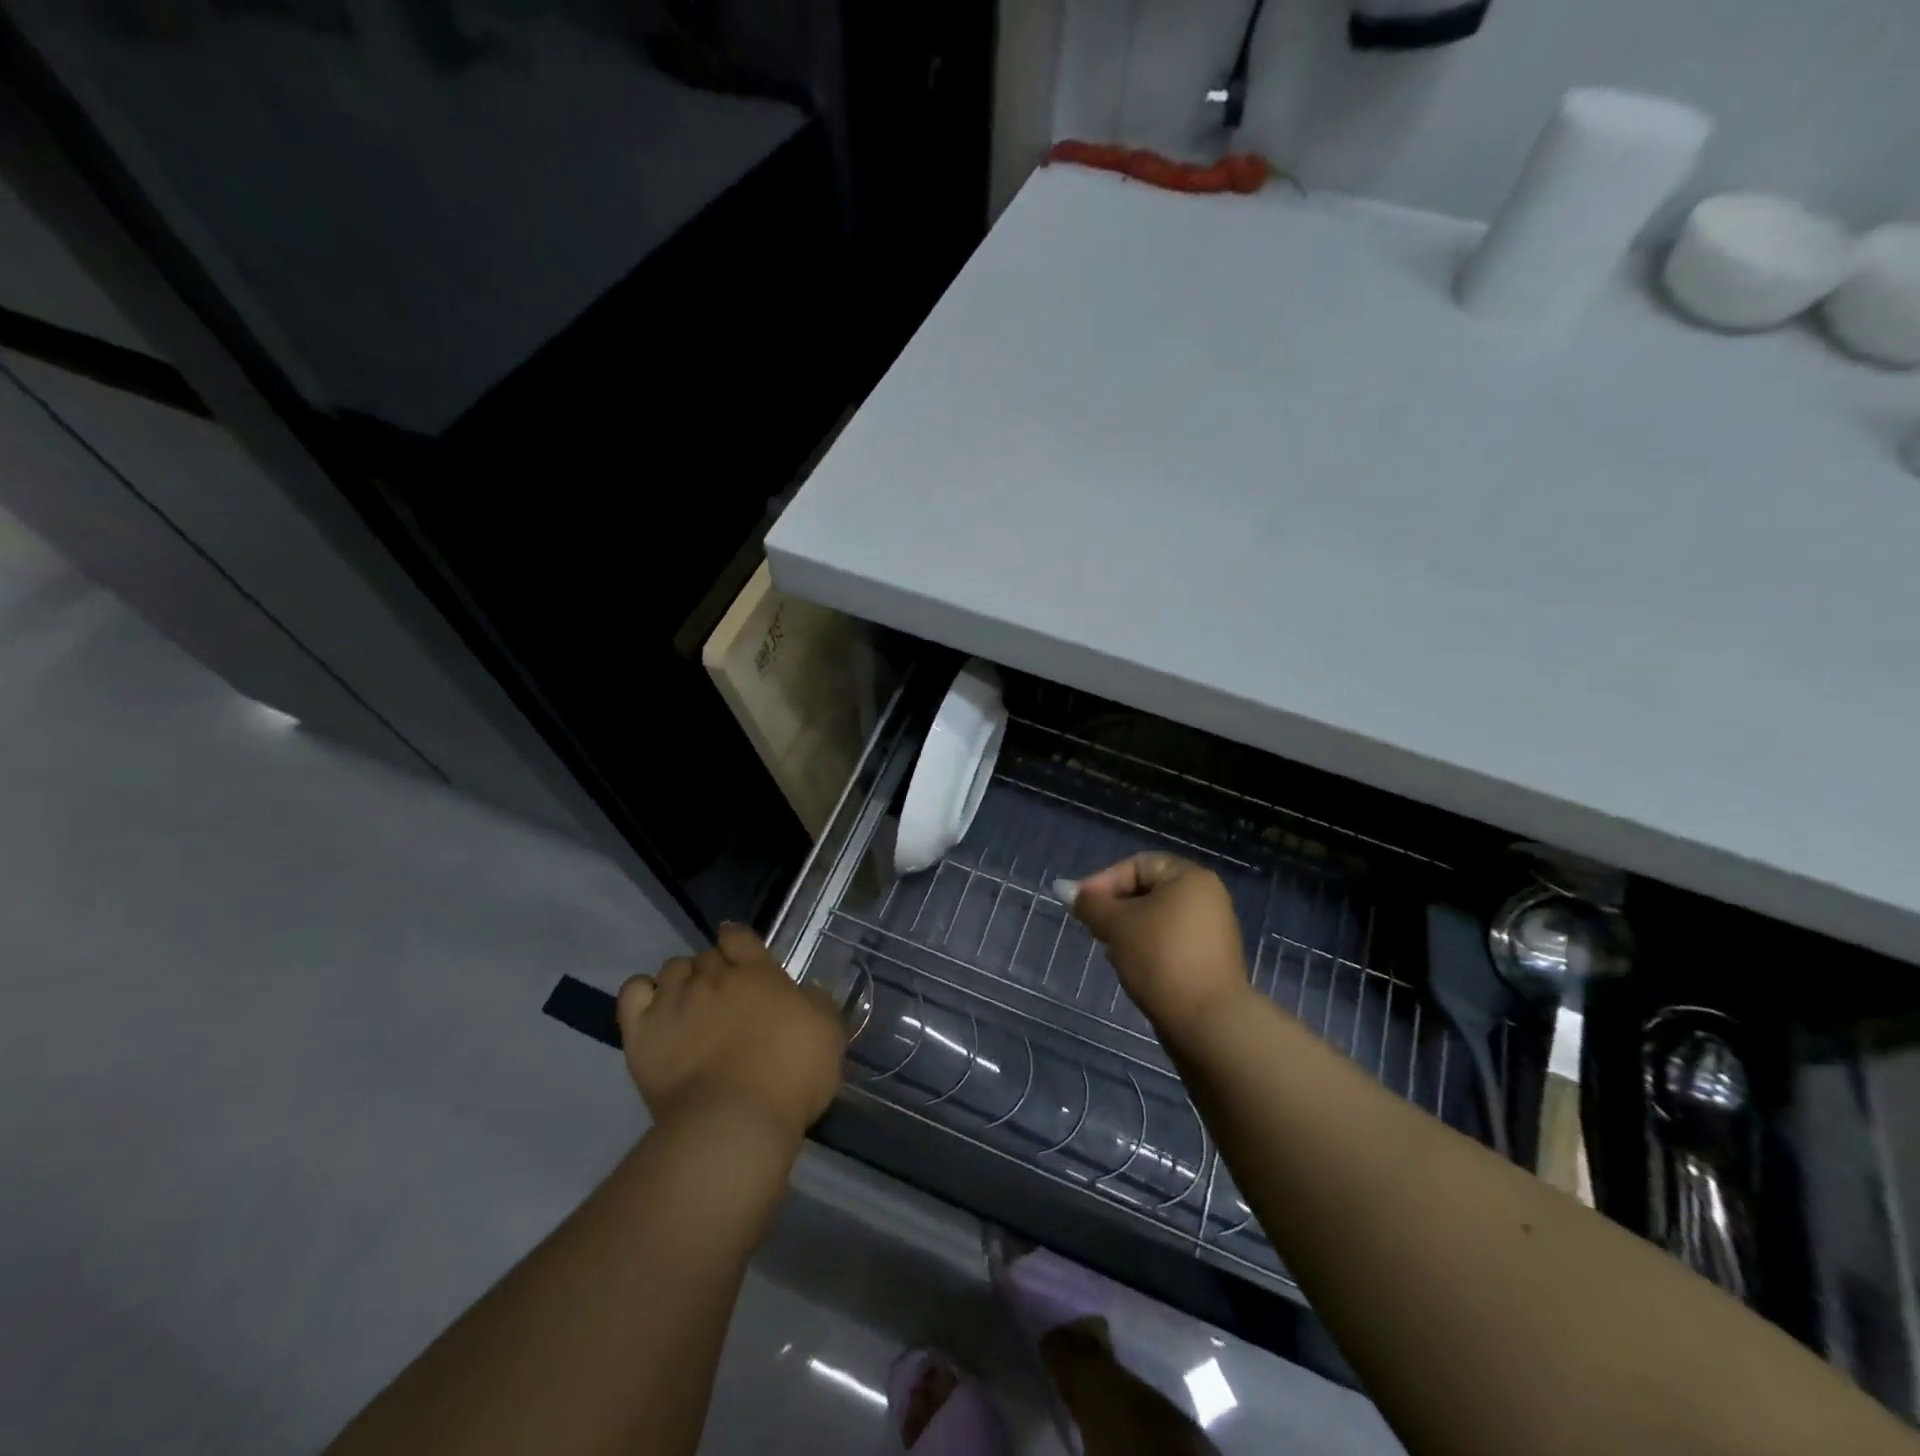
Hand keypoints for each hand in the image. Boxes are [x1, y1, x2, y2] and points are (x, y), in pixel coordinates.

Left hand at [616, 924, 845, 1143]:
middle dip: (713, 970)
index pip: (739, 937)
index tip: (739, 953)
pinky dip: (643, 993)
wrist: (734, 1123)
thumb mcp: (828, 1035)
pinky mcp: (642, 1032)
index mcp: (757, 972)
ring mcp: (674, 1001)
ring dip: (681, 980)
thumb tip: (806, 991)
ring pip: (672, 968)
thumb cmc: (790, 1077)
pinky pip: (633, 991)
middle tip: (722, 997)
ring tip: (688, 1005)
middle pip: (706, 956)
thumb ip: (816, 1003)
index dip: (737, 941)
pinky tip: (654, 1009)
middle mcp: (713, 977)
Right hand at [1071, 853, 1250, 1043]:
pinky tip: (1131, 967)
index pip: (1138, 864)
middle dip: (1115, 907)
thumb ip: (1090, 903)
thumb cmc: (1160, 959)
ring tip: (1110, 950)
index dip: (1104, 881)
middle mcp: (1206, 897)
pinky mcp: (1210, 960)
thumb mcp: (1117, 925)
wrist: (1207, 1022)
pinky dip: (1148, 948)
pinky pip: (1170, 942)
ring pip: (1157, 919)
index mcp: (1190, 877)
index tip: (1080, 906)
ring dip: (1129, 929)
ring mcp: (1212, 930)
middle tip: (1092, 928)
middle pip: (1148, 890)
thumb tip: (1063, 888)